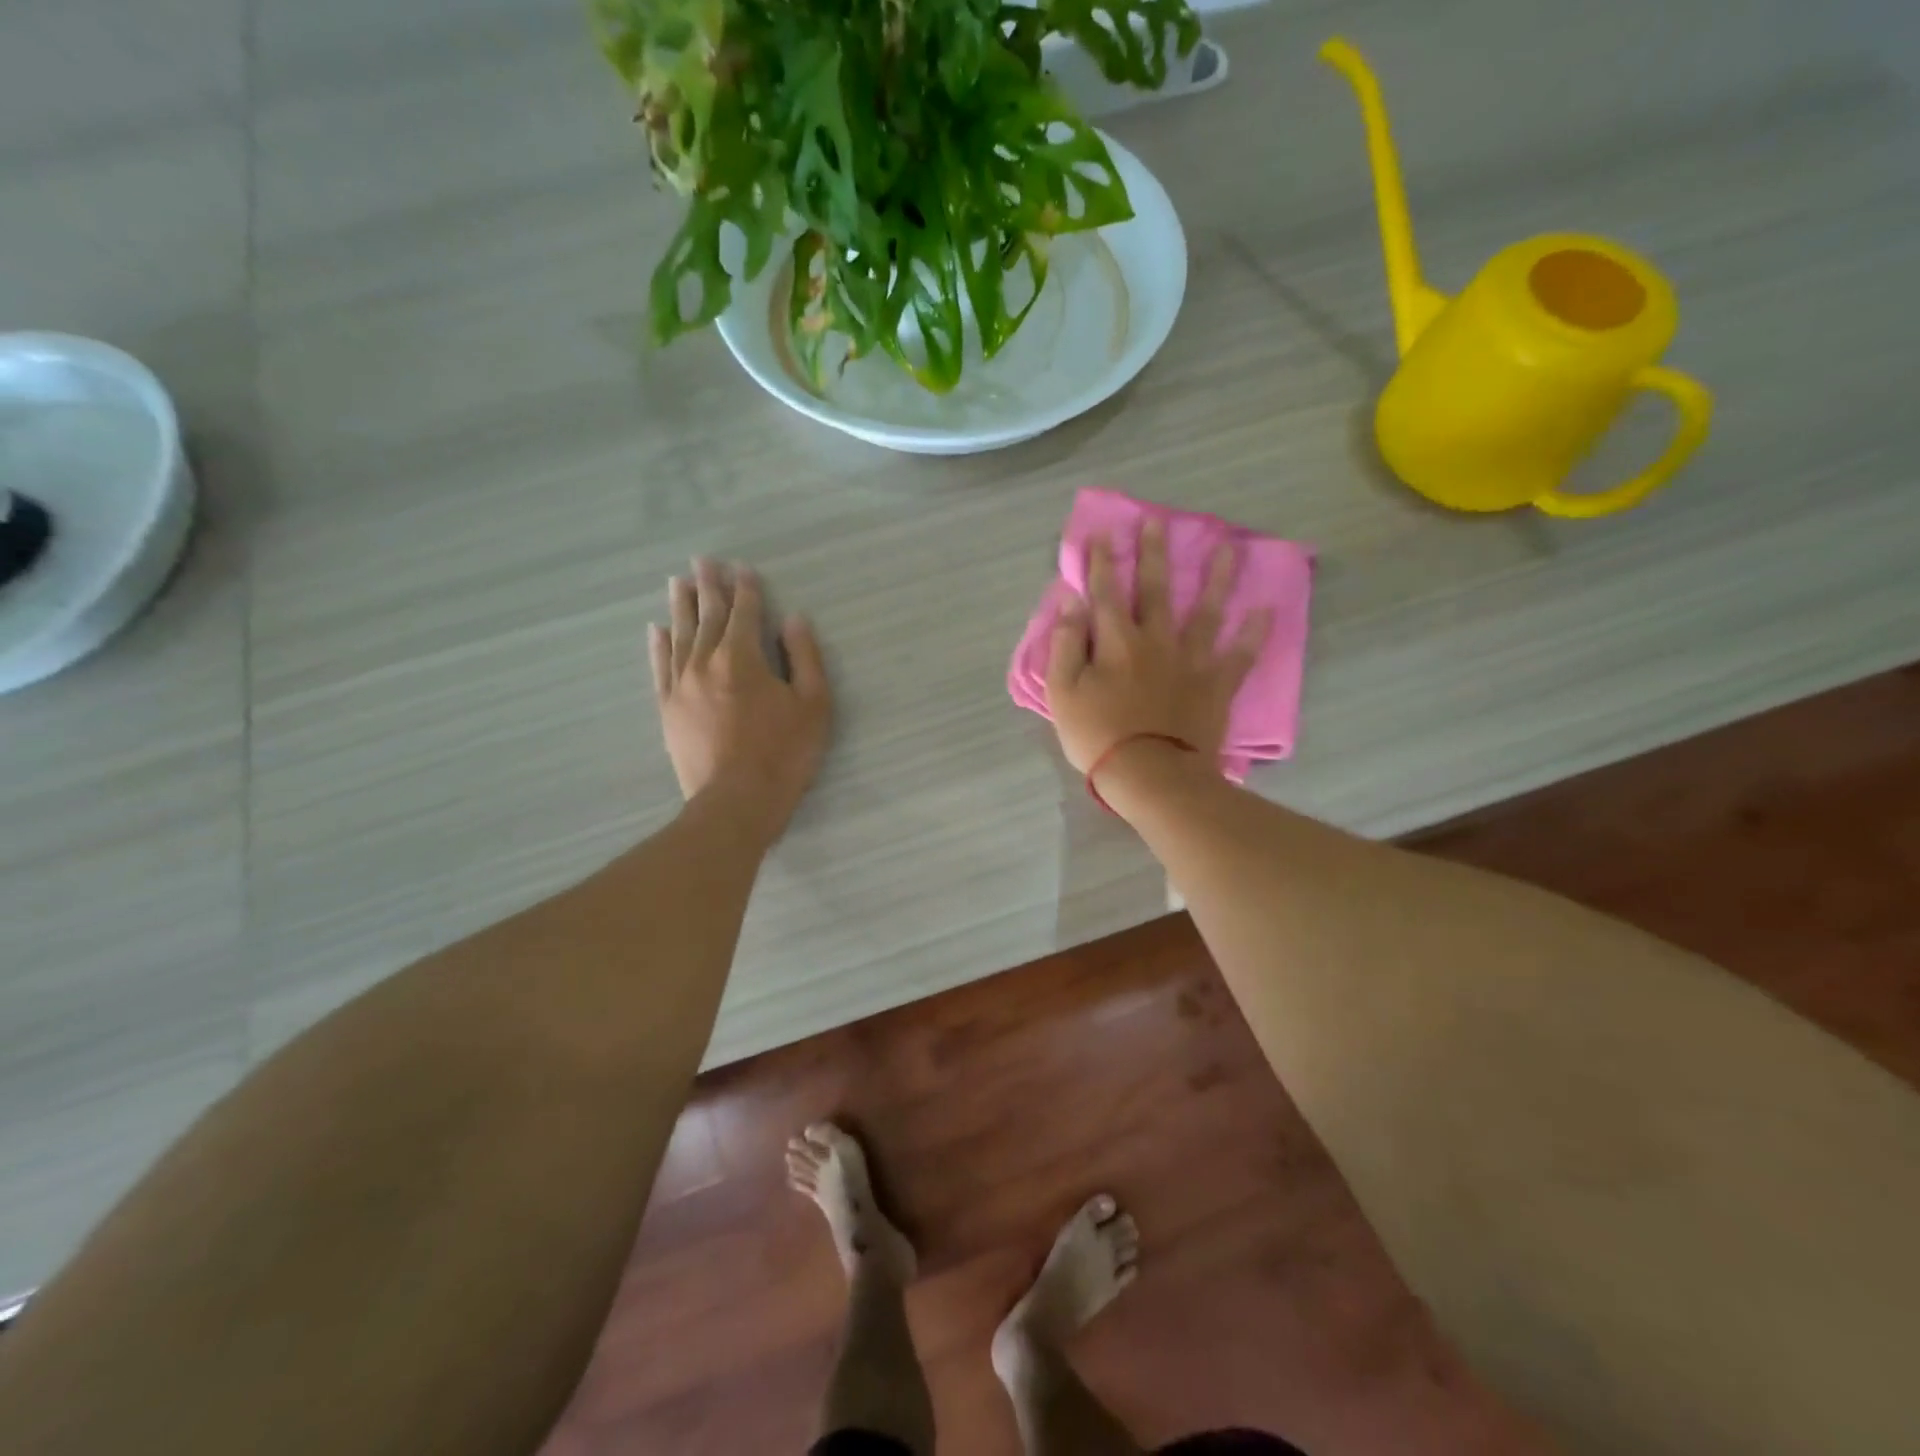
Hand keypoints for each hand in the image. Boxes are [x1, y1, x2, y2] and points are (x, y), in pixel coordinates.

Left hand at [650, 559, 830, 842]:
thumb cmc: (784, 754)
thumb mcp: (813, 705)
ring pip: (680, 635)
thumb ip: (805, 658)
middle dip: (709, 586)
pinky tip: (656, 629)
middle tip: (702, 561)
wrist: (735, 802)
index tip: (743, 568)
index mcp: (743, 657)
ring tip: (679, 582)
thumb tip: (794, 620)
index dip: (747, 588)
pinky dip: (658, 644)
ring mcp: (681, 685)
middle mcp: (706, 661)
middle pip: (708, 615)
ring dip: (682, 606)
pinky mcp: (667, 708)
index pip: (745, 612)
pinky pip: (660, 666)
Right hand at [1046, 519, 1269, 777]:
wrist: (1151, 775)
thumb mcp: (1063, 693)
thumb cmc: (1098, 735)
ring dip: (1215, 578)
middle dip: (1154, 554)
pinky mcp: (1216, 685)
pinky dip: (1253, 634)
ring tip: (1227, 548)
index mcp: (1116, 641)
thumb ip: (1065, 645)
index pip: (1105, 592)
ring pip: (1205, 611)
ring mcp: (1191, 661)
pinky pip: (1240, 656)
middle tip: (1159, 522)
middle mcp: (1156, 640)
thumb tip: (1071, 602)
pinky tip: (1266, 610)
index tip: (1103, 533)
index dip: (1102, 562)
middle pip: (1155, 589)